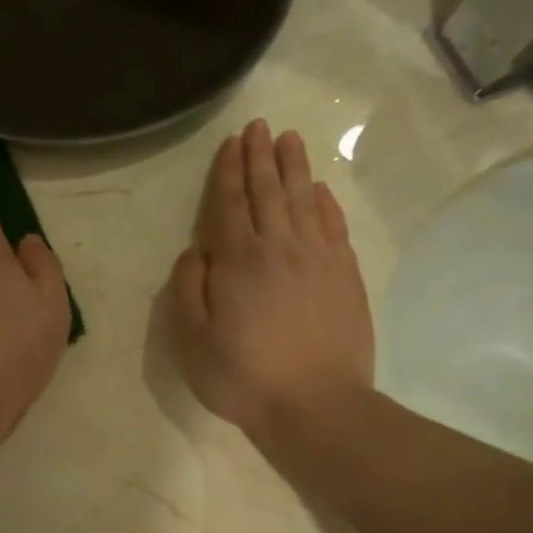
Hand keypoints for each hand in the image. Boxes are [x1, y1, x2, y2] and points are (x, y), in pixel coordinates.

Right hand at [167, 118, 374, 445]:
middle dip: (261, 157)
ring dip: (294, 168)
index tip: (231, 142)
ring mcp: (318, 259)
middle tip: (260, 126)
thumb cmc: (244, 376)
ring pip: (304, 201)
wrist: (317, 406)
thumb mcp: (192, 340)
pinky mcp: (345, 276)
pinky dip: (326, 203)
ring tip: (290, 139)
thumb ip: (187, 289)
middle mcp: (279, 247)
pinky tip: (320, 190)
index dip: (227, 171)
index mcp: (238, 260)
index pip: (228, 204)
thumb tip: (195, 251)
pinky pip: (334, 227)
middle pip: (268, 192)